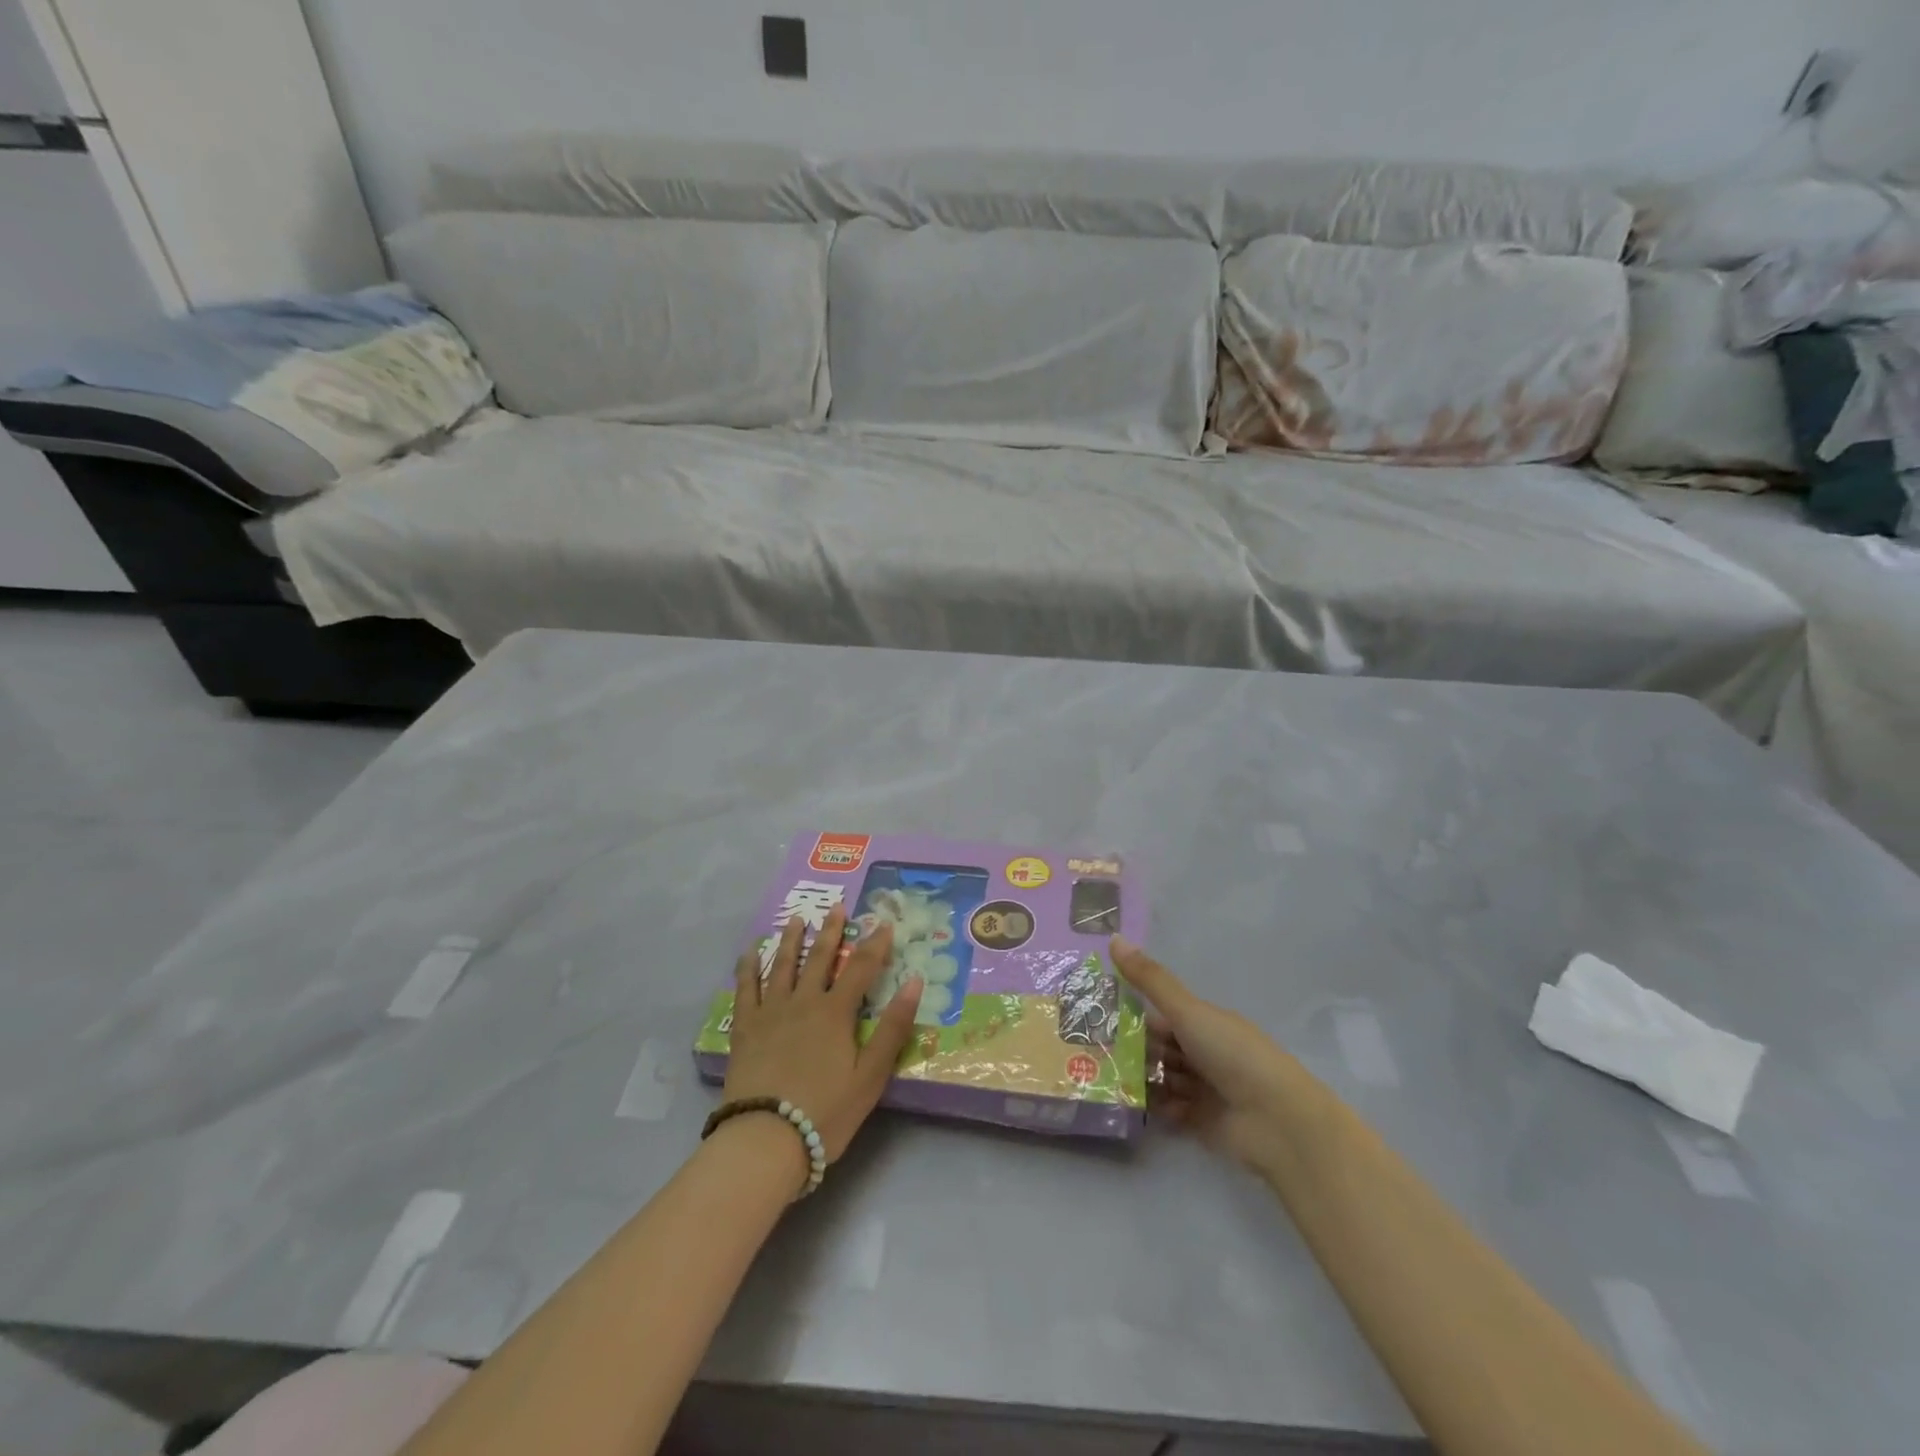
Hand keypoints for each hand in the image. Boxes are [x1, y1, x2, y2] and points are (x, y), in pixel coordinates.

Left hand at [724, 907, 923, 1164]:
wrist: (765, 1139)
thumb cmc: (825, 1112)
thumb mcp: (871, 1075)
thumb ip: (893, 1028)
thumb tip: (914, 982)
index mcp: (835, 1012)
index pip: (861, 968)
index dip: (875, 944)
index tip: (884, 922)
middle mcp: (803, 1002)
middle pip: (819, 958)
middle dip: (831, 931)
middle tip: (836, 906)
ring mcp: (770, 1012)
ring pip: (782, 966)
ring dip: (791, 940)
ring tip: (797, 920)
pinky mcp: (744, 1029)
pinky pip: (746, 989)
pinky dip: (748, 968)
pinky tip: (749, 953)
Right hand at [1111, 936, 1306, 1170]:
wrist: (1278, 1122)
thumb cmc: (1233, 1055)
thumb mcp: (1187, 1012)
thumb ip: (1150, 980)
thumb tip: (1114, 936)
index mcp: (1205, 1022)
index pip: (1162, 1015)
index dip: (1132, 1014)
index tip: (1096, 1015)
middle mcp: (1204, 1053)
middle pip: (1159, 1047)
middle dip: (1130, 1048)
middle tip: (1091, 1050)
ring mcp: (1204, 1088)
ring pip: (1162, 1077)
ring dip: (1139, 1077)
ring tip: (1102, 1077)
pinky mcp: (1202, 1122)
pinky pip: (1169, 1109)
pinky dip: (1153, 1105)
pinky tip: (1129, 1102)